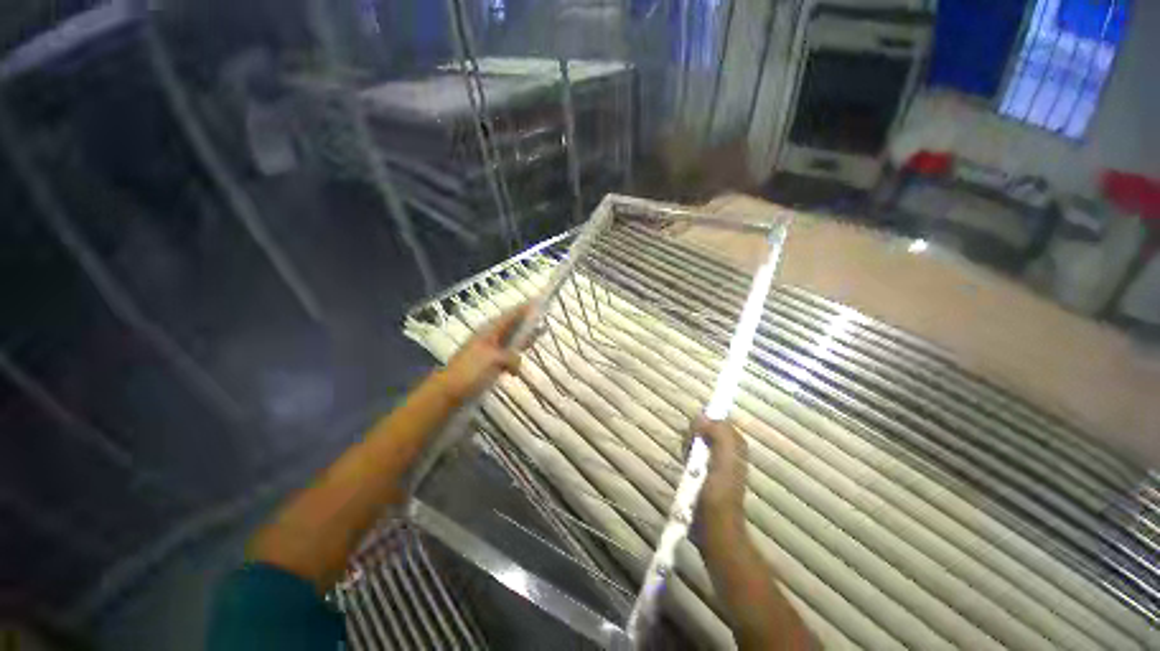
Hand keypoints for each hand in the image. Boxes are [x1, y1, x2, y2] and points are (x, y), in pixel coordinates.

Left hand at [439, 303, 531, 400]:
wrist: (447, 392)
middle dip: (527, 321)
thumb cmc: (470, 372)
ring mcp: (489, 350)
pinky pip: (507, 354)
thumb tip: (516, 364)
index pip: (511, 314)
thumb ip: (511, 357)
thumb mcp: (494, 361)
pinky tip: (521, 360)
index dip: (525, 308)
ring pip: (511, 339)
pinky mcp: (488, 364)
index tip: (539, 301)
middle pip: (512, 325)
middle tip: (543, 317)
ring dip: (524, 336)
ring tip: (540, 333)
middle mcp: (490, 337)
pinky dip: (516, 354)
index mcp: (490, 331)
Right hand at [687, 416, 747, 530]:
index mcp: (736, 445)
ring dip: (688, 448)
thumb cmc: (720, 493)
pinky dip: (686, 458)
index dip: (704, 422)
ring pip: (697, 442)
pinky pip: (692, 455)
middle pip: (705, 430)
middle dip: (693, 436)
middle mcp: (728, 450)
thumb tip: (702, 416)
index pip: (717, 420)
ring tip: (687, 463)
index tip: (693, 432)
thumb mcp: (724, 460)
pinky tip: (685, 469)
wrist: (714, 528)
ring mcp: (715, 462)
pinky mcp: (704, 472)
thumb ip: (719, 434)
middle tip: (689, 450)